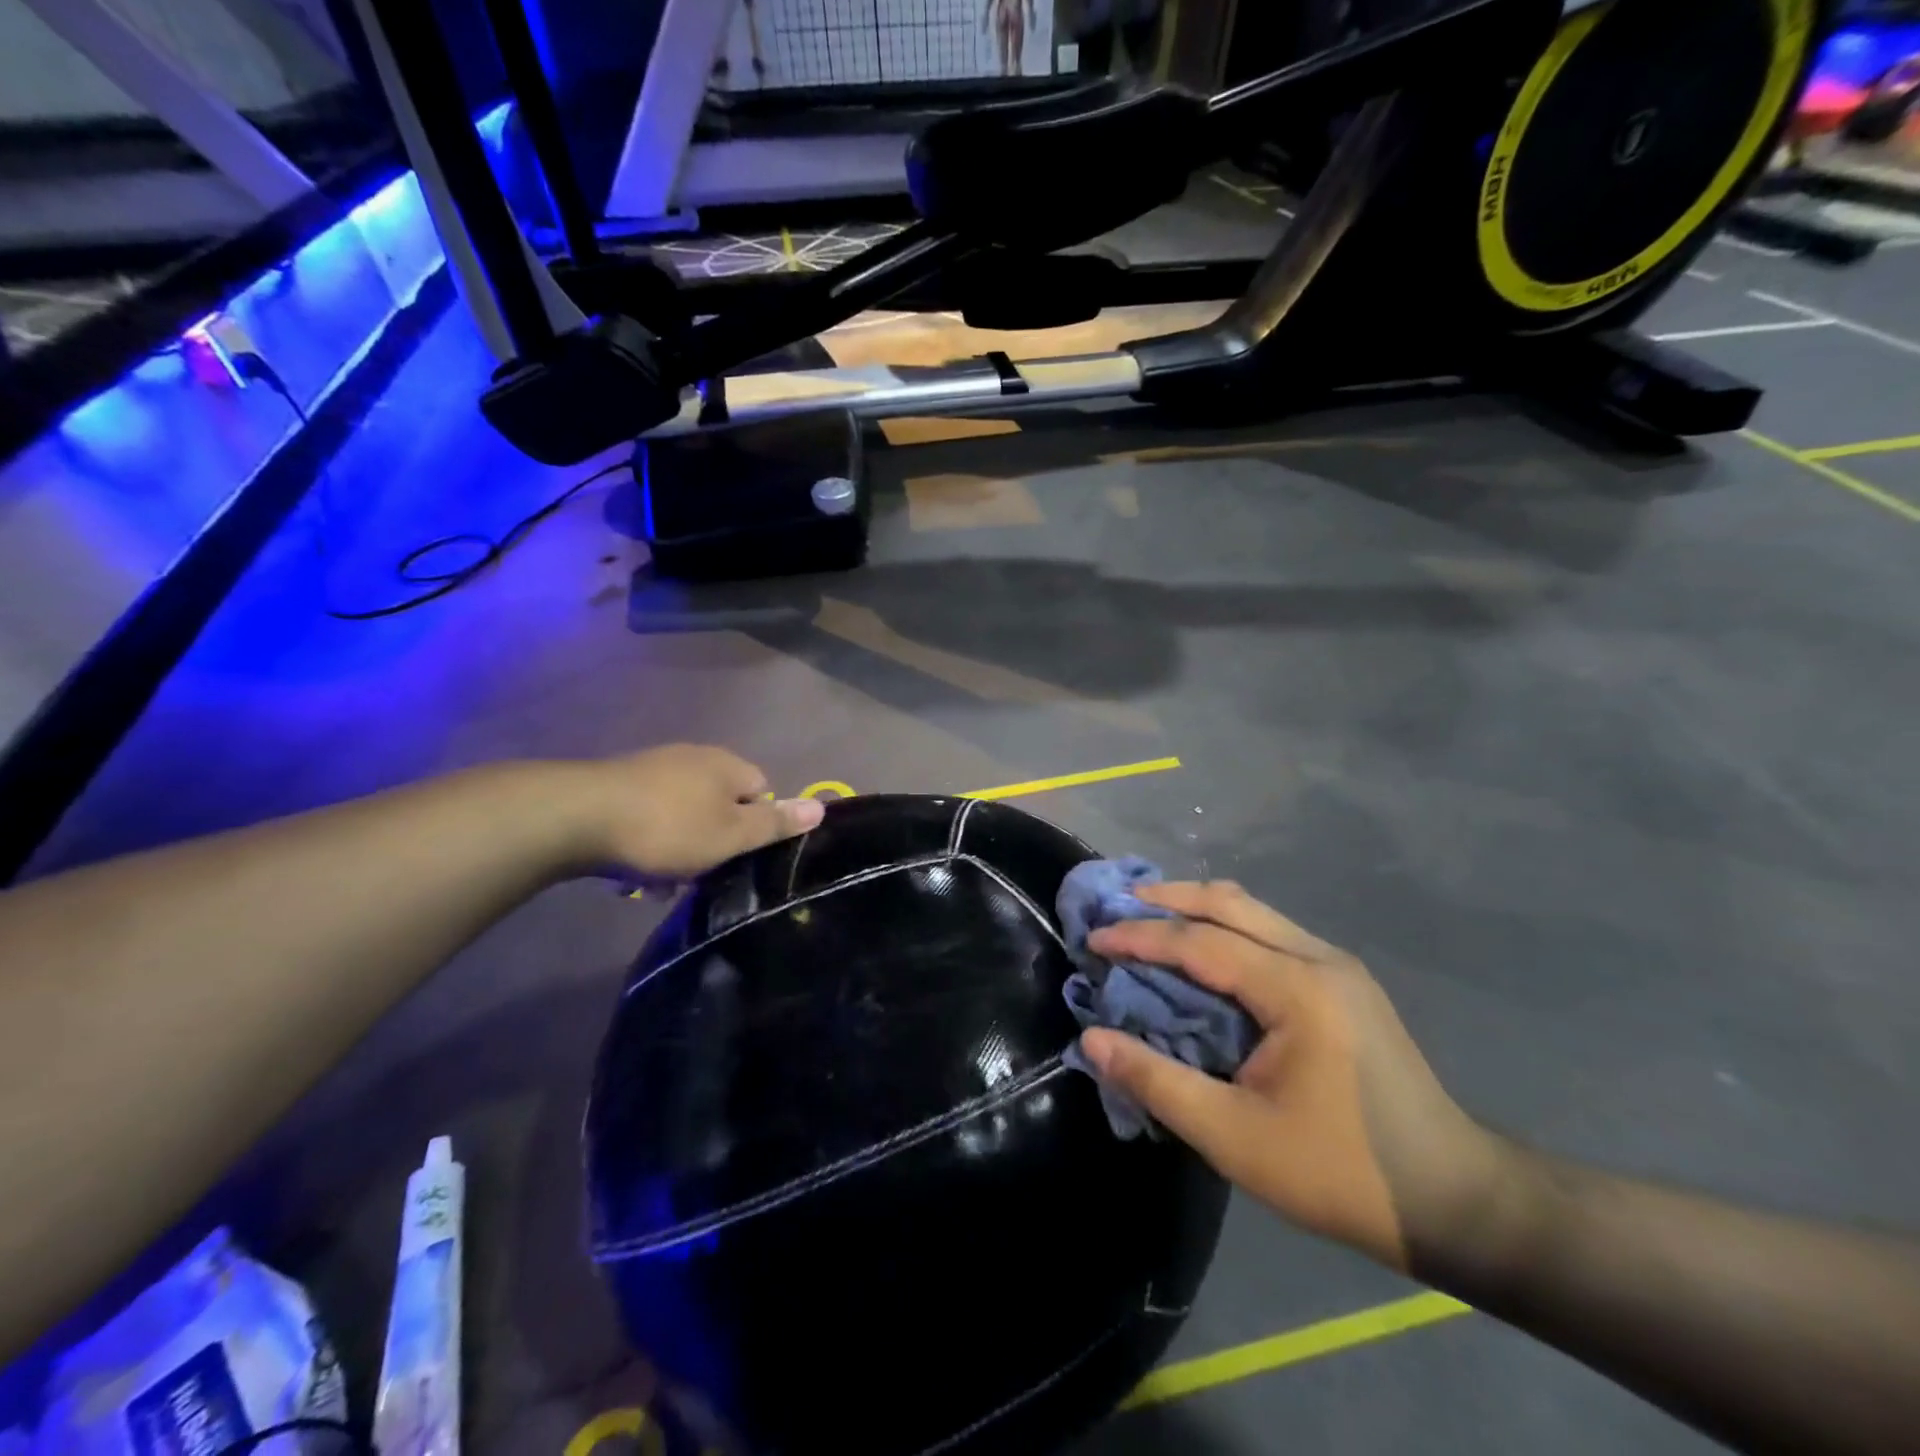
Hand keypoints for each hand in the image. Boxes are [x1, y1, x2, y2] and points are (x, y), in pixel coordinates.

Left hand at [561, 745, 822, 879]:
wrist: (576, 817)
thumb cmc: (668, 828)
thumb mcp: (730, 835)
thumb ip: (776, 824)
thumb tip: (822, 807)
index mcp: (728, 765)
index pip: (763, 792)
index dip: (756, 827)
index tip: (737, 857)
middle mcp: (695, 757)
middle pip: (721, 803)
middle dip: (714, 840)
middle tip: (700, 873)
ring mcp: (654, 766)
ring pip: (684, 812)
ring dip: (680, 845)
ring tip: (661, 880)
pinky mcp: (619, 782)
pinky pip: (650, 814)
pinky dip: (649, 839)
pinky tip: (632, 868)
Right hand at [1080, 883, 1517, 1272]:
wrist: (1456, 1201)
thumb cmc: (1340, 1173)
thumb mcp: (1234, 1137)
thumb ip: (1157, 1081)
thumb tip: (1092, 1040)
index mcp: (1295, 989)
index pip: (1200, 941)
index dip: (1140, 936)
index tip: (1093, 938)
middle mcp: (1318, 959)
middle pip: (1229, 903)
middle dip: (1166, 899)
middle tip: (1116, 906)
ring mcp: (1337, 966)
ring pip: (1253, 912)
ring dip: (1196, 908)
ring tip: (1147, 919)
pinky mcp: (1344, 983)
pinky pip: (1270, 934)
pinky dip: (1225, 929)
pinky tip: (1201, 952)